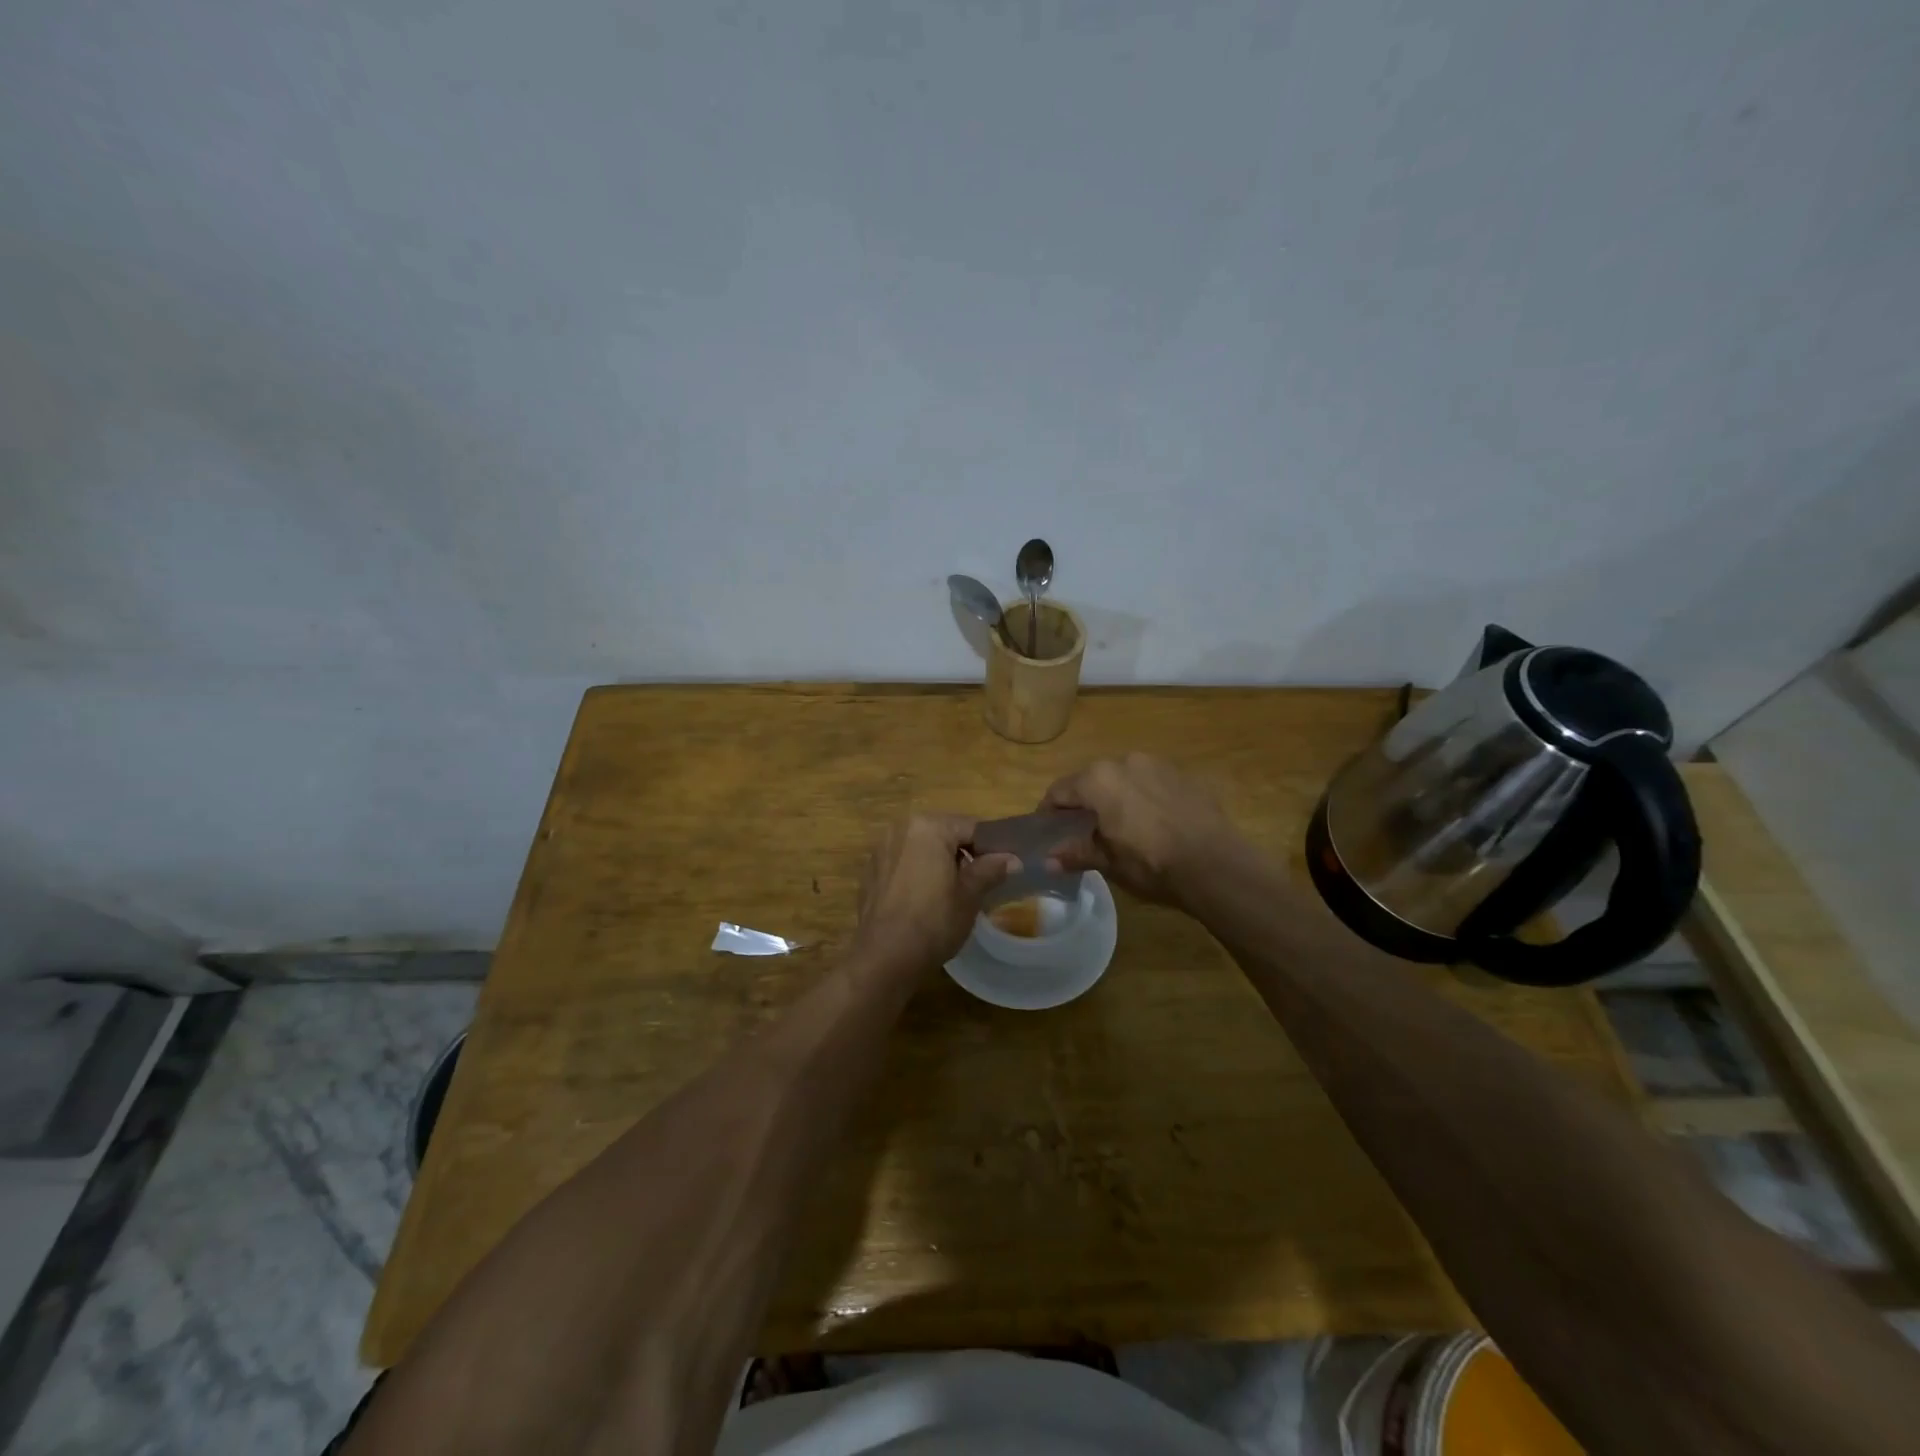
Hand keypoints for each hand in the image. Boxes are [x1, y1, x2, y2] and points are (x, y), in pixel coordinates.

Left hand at [853, 814, 1018, 971]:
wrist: (884, 958)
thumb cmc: (933, 922)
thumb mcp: (970, 896)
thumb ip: (990, 870)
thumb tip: (1012, 859)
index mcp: (928, 827)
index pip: (970, 827)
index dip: (991, 847)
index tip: (1003, 869)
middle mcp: (900, 828)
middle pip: (944, 834)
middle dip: (963, 854)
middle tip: (981, 883)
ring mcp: (881, 850)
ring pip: (922, 848)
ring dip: (939, 863)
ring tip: (954, 893)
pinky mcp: (870, 872)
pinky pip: (904, 864)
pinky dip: (918, 874)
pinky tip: (925, 901)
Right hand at [1041, 754, 1240, 905]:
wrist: (1215, 865)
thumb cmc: (1151, 863)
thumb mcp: (1108, 862)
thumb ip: (1076, 853)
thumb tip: (1048, 860)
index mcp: (1098, 779)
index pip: (1059, 791)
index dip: (1049, 812)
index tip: (1048, 832)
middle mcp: (1124, 761)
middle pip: (1091, 780)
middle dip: (1083, 803)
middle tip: (1083, 831)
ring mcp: (1157, 764)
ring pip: (1123, 778)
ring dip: (1115, 797)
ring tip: (1121, 826)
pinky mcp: (1183, 775)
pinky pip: (1150, 782)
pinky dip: (1143, 797)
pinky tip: (1152, 823)